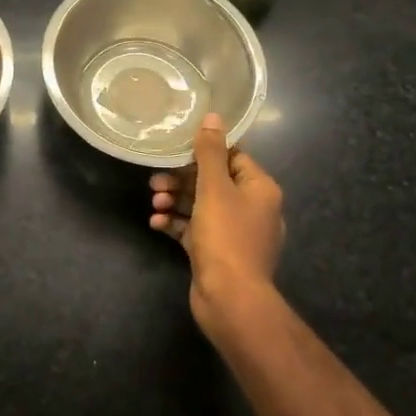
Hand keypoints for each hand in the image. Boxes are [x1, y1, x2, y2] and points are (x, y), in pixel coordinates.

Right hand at [149, 113, 284, 319]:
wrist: (231, 299)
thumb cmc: (226, 236)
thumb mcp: (214, 188)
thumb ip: (210, 152)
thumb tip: (213, 116)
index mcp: (260, 188)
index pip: (233, 156)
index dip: (203, 152)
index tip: (175, 151)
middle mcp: (252, 208)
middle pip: (213, 181)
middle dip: (181, 180)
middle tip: (155, 181)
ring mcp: (235, 233)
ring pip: (201, 206)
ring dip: (175, 201)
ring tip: (155, 203)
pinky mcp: (218, 253)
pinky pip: (195, 230)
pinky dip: (177, 224)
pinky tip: (157, 223)